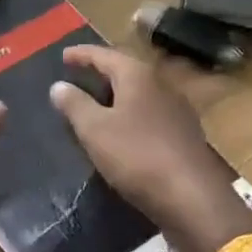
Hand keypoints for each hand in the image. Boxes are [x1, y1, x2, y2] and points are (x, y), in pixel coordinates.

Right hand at [48, 46, 251, 251]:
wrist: (192, 197)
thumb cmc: (136, 155)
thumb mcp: (95, 129)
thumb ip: (75, 104)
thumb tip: (58, 85)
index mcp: (138, 75)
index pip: (104, 55)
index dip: (82, 54)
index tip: (63, 56)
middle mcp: (161, 85)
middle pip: (126, 70)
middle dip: (102, 72)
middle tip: (80, 75)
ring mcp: (177, 110)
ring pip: (140, 93)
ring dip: (117, 94)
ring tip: (97, 102)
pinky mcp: (184, 134)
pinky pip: (150, 113)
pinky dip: (131, 114)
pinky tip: (123, 129)